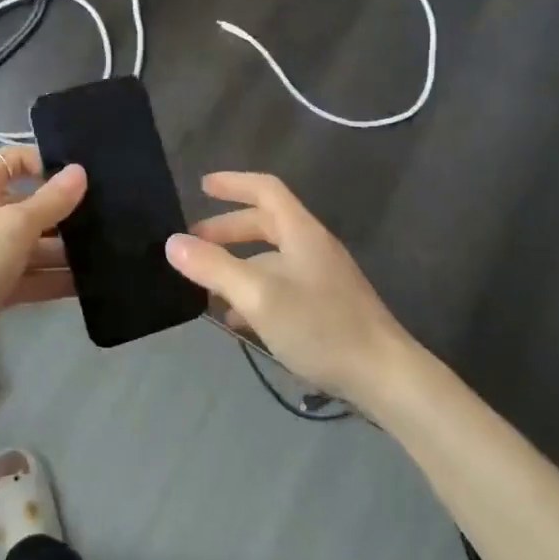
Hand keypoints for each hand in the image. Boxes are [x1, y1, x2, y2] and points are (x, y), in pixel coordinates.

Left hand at [0, 147, 85, 403]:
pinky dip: (53, 278)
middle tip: (104, 216)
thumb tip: (80, 170)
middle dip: (62, 211)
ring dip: (63, 249)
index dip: (44, 163)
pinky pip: (29, 275)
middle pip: (27, 204)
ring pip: (31, 243)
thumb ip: (51, 200)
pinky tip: (88, 283)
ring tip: (106, 251)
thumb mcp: (15, 226)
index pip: (13, 161)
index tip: (80, 177)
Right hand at [165, 172, 411, 402]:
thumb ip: (214, 267)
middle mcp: (312, 248)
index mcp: (301, 232)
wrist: (384, 376)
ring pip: (270, 259)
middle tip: (193, 245)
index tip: (202, 186)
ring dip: (236, 264)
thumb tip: (173, 243)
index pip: (266, 189)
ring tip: (204, 285)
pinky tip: (235, 319)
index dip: (234, 183)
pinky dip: (253, 292)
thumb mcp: (258, 295)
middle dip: (226, 230)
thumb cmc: (320, 325)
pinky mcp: (325, 308)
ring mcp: (321, 278)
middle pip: (265, 224)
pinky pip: (280, 286)